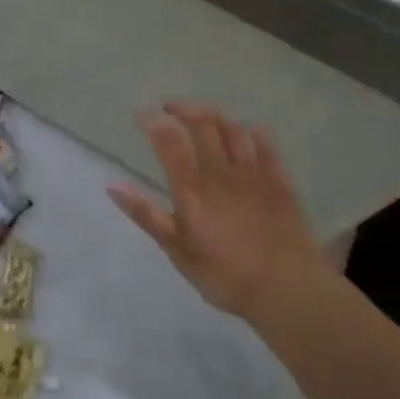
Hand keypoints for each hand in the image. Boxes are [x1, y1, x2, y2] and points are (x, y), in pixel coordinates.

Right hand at [108, 103, 328, 329]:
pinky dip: (256, 134)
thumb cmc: (224, 276)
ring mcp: (254, 176)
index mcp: (192, 190)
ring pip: (234, 131)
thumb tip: (113, 186)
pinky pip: (268, 148)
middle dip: (184, 108)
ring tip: (204, 116)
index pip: (169, 142)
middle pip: (203, 124)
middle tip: (170, 108)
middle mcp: (221, 174)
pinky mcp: (280, 184)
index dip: (153, 122)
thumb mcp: (177, 251)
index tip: (141, 113)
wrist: (287, 291)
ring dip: (216, 117)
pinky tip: (251, 132)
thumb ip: (146, 215)